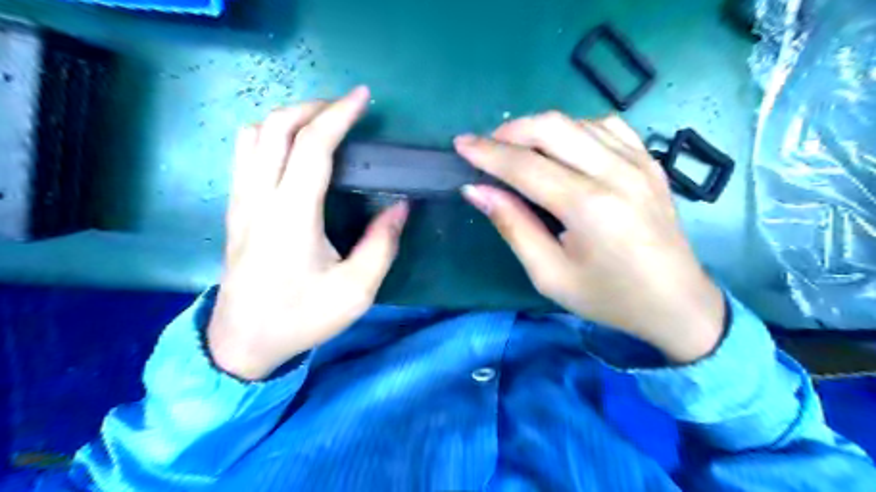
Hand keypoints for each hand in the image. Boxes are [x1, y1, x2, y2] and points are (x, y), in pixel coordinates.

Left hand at [208, 86, 409, 380]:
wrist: (242, 342)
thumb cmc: (301, 318)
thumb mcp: (355, 291)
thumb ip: (382, 245)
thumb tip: (401, 206)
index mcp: (292, 216)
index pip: (313, 146)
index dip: (339, 115)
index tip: (363, 97)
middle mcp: (260, 198)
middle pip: (276, 127)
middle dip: (313, 107)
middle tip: (345, 109)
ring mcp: (241, 201)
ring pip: (254, 135)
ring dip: (288, 117)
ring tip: (320, 123)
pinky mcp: (236, 209)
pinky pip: (245, 154)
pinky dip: (270, 135)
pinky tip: (292, 149)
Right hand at [455, 114, 721, 361]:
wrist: (676, 303)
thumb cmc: (607, 297)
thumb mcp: (549, 274)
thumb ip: (513, 226)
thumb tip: (476, 190)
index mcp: (588, 207)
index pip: (525, 165)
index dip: (487, 152)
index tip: (460, 144)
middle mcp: (615, 172)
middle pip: (551, 127)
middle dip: (510, 131)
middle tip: (487, 149)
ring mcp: (638, 161)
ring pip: (577, 121)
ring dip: (540, 128)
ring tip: (519, 150)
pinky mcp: (650, 161)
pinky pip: (606, 126)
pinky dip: (575, 129)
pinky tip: (564, 149)